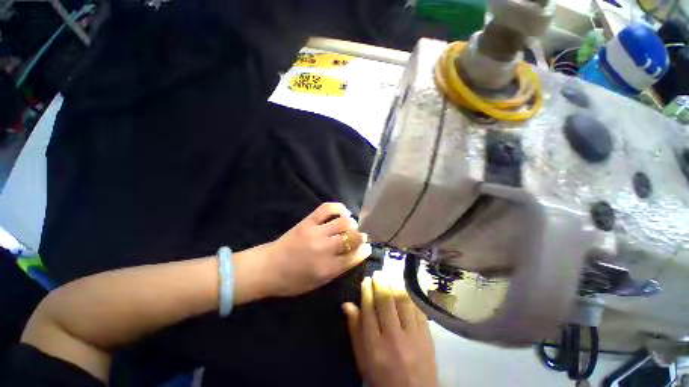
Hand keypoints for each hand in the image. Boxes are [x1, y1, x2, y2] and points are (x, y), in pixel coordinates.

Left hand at [261, 202, 371, 297]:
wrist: (268, 268)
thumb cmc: (293, 281)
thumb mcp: (318, 283)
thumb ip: (338, 269)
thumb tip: (354, 254)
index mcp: (328, 269)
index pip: (354, 257)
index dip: (364, 250)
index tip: (368, 246)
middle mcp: (325, 249)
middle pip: (352, 238)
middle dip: (361, 236)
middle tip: (360, 236)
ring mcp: (316, 233)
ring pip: (343, 222)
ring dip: (351, 223)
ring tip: (350, 225)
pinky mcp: (308, 222)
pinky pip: (327, 208)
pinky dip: (338, 207)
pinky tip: (343, 211)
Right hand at [343, 273, 438, 386]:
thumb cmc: (382, 379)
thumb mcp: (363, 361)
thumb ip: (355, 331)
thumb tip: (347, 304)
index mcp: (375, 346)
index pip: (369, 309)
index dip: (366, 291)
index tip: (366, 280)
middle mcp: (394, 338)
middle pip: (386, 301)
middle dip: (380, 283)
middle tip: (378, 272)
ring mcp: (413, 336)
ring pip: (403, 301)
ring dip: (395, 284)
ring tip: (390, 275)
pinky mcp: (427, 336)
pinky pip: (418, 309)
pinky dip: (410, 295)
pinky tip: (404, 287)